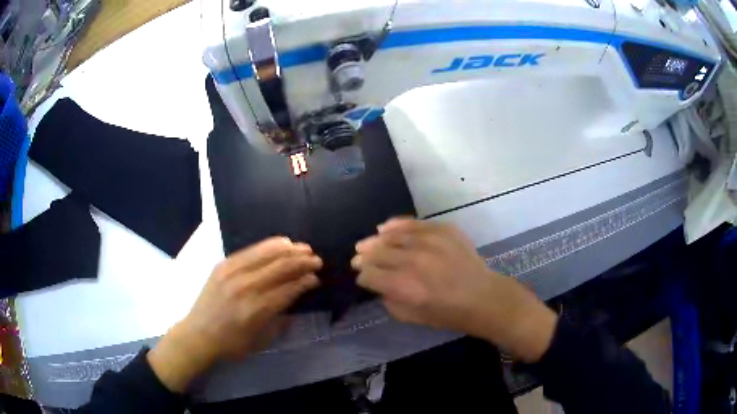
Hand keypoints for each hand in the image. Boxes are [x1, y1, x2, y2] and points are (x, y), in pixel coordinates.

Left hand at [148, 237, 321, 391]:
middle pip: (280, 268)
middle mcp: (245, 287)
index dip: (305, 281)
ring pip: (267, 254)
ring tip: (304, 248)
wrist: (198, 334)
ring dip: (289, 250)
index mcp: (256, 310)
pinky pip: (250, 250)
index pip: (288, 289)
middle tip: (317, 260)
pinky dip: (269, 245)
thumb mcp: (261, 341)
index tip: (317, 278)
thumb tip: (296, 298)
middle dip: (302, 262)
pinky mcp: (223, 265)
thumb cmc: (231, 344)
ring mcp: (232, 273)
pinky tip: (281, 243)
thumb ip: (280, 319)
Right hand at [352, 218, 556, 362]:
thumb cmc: (448, 313)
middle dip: (363, 257)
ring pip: (391, 236)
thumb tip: (379, 284)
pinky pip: (412, 223)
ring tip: (367, 244)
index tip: (363, 277)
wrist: (482, 297)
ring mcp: (429, 242)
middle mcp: (413, 261)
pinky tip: (385, 228)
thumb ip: (389, 301)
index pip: (369, 275)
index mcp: (404, 287)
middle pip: (376, 253)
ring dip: (375, 241)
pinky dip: (396, 225)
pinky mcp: (442, 230)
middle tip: (358, 259)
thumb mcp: (412, 317)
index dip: (362, 276)